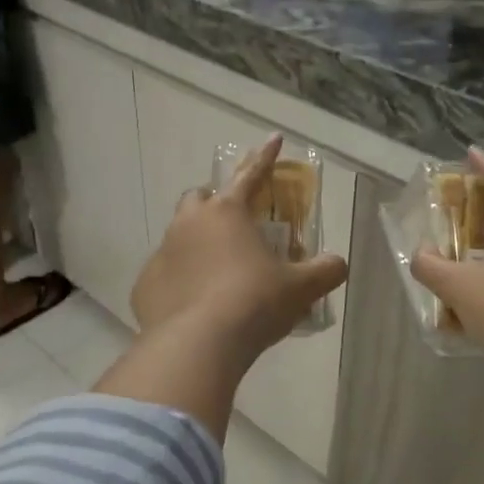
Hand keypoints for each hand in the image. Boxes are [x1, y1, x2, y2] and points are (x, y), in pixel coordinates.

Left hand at [132, 134, 346, 359]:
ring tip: (216, 269)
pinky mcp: (145, 285)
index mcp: (227, 213)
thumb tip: (338, 264)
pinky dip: (179, 281)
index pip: (250, 175)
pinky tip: (193, 303)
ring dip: (196, 243)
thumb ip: (325, 271)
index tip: (273, 138)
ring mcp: (162, 253)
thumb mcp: (300, 288)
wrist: (198, 344)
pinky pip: (165, 275)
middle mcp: (189, 224)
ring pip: (177, 235)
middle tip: (233, 224)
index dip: (265, 158)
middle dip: (215, 203)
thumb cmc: (253, 303)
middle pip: (200, 199)